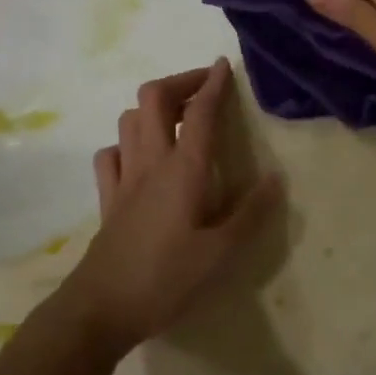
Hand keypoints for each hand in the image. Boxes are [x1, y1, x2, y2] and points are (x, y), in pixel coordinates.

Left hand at [65, 60, 282, 353]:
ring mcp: (124, 178)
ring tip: (177, 118)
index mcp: (183, 170)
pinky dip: (126, 143)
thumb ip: (250, 214)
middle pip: (153, 98)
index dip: (212, 84)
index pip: (199, 112)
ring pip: (129, 120)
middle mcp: (150, 162)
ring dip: (152, 108)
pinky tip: (140, 157)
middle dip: (180, 82)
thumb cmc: (166, 280)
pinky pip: (110, 154)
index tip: (223, 65)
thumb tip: (275, 179)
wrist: (101, 309)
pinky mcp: (107, 198)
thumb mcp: (220, 254)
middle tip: (203, 87)